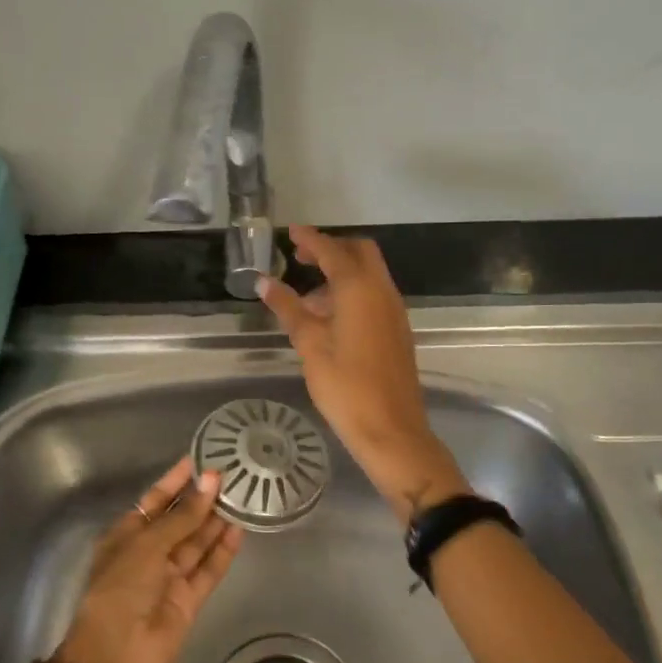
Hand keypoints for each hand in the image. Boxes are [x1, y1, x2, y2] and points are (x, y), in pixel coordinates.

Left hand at [55, 458, 240, 662]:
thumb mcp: (146, 546)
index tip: (199, 458)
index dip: (176, 480)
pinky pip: (208, 569)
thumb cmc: (119, 591)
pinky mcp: (189, 600)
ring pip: (197, 542)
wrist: (115, 660)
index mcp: (126, 536)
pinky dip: (223, 550)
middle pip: (179, 520)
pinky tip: (240, 528)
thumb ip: (182, 517)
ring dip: (216, 520)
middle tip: (231, 473)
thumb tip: (211, 481)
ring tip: (242, 493)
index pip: (155, 501)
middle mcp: (148, 553)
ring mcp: (169, 577)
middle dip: (201, 498)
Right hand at [259, 225, 467, 521]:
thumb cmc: (346, 387)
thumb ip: (288, 308)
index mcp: (359, 289)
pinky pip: (375, 294)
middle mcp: (382, 291)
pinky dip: (353, 291)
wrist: (392, 430)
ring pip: (369, 274)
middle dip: (331, 249)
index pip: (332, 251)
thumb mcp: (310, 346)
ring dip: (342, 272)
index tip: (290, 232)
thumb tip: (264, 281)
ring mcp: (394, 310)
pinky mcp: (397, 329)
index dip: (310, 239)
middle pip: (359, 252)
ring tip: (309, 295)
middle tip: (301, 259)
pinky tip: (330, 317)